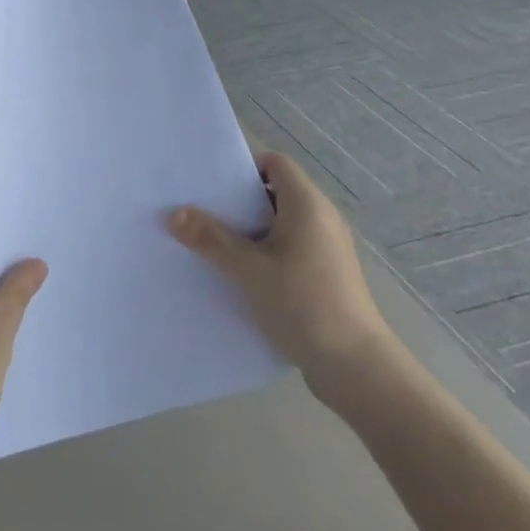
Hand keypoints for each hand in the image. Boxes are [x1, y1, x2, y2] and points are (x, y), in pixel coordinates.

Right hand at [167, 151, 392, 396]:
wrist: (356, 367)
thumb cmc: (303, 304)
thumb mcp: (248, 270)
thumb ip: (210, 239)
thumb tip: (173, 213)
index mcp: (307, 205)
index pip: (276, 163)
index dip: (244, 167)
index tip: (211, 186)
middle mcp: (321, 219)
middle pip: (275, 193)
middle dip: (238, 202)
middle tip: (201, 214)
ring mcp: (327, 249)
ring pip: (280, 225)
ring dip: (249, 232)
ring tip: (212, 246)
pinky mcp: (326, 276)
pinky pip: (289, 250)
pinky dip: (265, 254)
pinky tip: (240, 276)